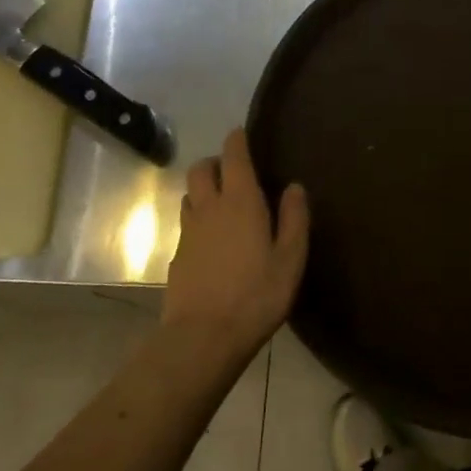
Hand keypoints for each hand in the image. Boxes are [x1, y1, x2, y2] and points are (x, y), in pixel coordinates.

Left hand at [165, 128, 308, 355]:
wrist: (203, 337)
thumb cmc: (257, 295)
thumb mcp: (290, 259)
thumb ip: (294, 219)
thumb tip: (294, 187)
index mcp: (240, 202)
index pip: (233, 157)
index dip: (237, 141)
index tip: (241, 133)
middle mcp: (209, 209)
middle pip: (200, 170)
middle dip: (214, 162)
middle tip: (233, 171)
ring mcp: (188, 232)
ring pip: (189, 195)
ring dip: (202, 190)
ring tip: (222, 203)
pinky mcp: (177, 256)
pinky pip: (186, 224)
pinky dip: (198, 219)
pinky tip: (212, 240)